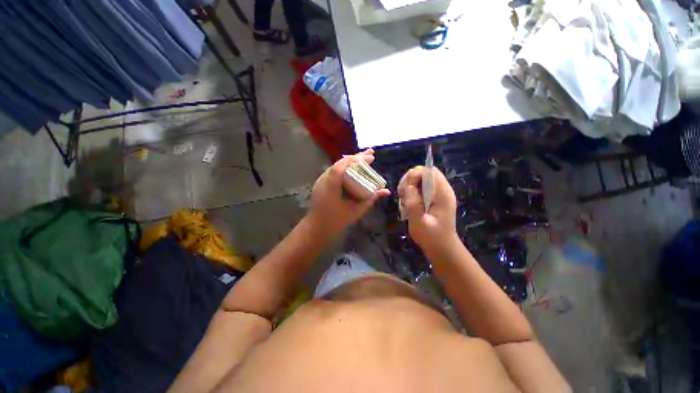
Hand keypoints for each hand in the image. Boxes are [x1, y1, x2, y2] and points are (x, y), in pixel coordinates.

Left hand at [307, 149, 389, 237]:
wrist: (318, 227)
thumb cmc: (337, 220)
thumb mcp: (356, 211)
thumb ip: (370, 199)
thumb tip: (385, 191)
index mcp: (331, 187)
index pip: (341, 166)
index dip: (356, 160)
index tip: (370, 158)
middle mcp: (324, 180)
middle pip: (340, 163)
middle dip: (357, 157)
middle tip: (371, 153)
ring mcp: (321, 180)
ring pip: (337, 166)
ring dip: (351, 161)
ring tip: (364, 158)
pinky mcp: (322, 182)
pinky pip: (334, 171)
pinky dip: (345, 167)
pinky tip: (353, 167)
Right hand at [398, 166, 457, 254]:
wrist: (442, 248)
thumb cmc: (432, 237)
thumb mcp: (419, 222)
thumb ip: (414, 204)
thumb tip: (408, 187)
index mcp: (442, 194)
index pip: (429, 172)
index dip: (415, 175)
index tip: (405, 189)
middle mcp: (442, 190)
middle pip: (424, 172)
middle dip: (410, 180)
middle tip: (402, 195)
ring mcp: (438, 194)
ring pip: (421, 179)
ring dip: (409, 186)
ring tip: (404, 200)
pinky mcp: (433, 198)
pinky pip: (420, 187)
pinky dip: (411, 192)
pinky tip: (408, 202)